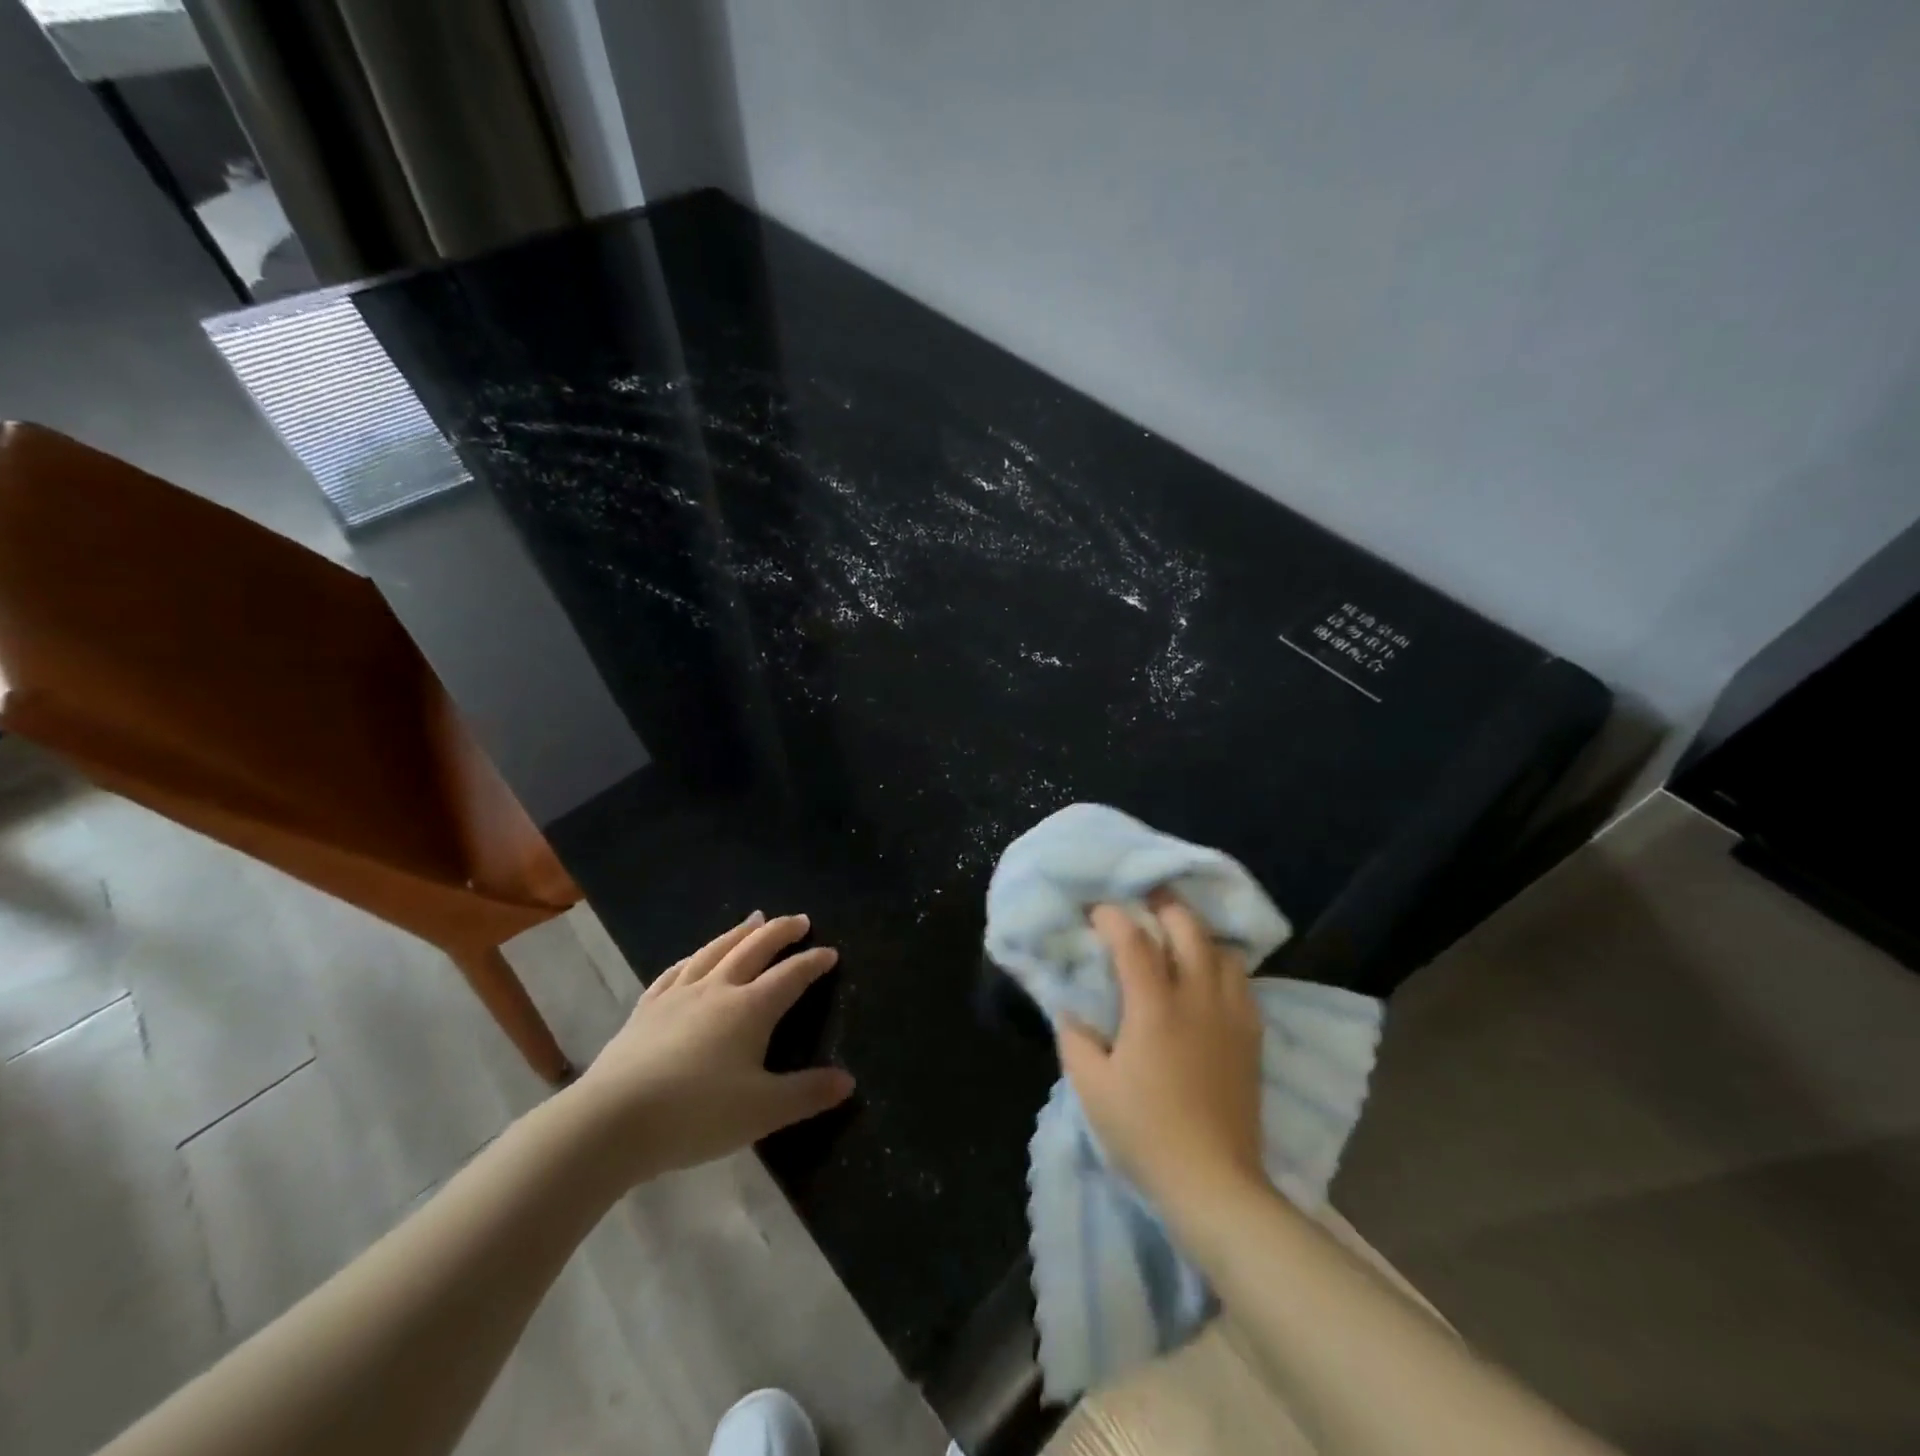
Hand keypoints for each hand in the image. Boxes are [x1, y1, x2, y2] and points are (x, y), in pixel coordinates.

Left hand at [571, 912, 854, 1181]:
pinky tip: (693, 958)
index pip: (791, 976)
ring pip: (714, 951)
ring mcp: (677, 996)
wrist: (611, 1121)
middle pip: (754, 949)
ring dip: (738, 933)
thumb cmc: (695, 1114)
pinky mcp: (646, 1010)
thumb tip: (848, 1081)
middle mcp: (717, 990)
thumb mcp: (762, 1111)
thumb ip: (807, 1094)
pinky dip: (692, 958)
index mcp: (750, 1008)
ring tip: (754, 919)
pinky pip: (674, 972)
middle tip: (798, 919)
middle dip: (779, 932)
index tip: (830, 952)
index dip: (813, 962)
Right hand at [1057, 897, 1266, 1219]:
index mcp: (1154, 1008)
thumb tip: (1071, 1009)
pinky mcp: (1252, 1036)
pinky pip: (1241, 981)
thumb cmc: (1145, 1133)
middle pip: (1188, 928)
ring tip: (1176, 938)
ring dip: (1197, 934)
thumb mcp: (1092, 1088)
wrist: (1214, 1183)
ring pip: (1222, 950)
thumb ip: (1075, 1038)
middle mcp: (1198, 998)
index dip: (1112, 917)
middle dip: (1163, 906)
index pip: (1134, 941)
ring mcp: (1231, 1015)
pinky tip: (1206, 978)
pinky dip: (1221, 965)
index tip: (1097, 911)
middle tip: (1142, 904)